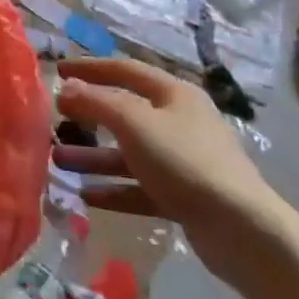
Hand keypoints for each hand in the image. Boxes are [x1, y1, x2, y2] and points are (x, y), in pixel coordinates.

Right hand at [53, 57, 285, 287]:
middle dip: (88, 116)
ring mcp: (184, 161)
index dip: (90, 68)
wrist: (243, 231)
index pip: (124, 69)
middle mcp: (180, 121)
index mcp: (174, 94)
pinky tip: (85, 196)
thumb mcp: (133, 123)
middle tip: (55, 118)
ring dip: (93, 156)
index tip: (58, 71)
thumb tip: (66, 88)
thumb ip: (95, 102)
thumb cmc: (185, 161)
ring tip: (58, 161)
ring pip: (129, 152)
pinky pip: (140, 186)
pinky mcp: (185, 197)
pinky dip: (114, 189)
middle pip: (125, 112)